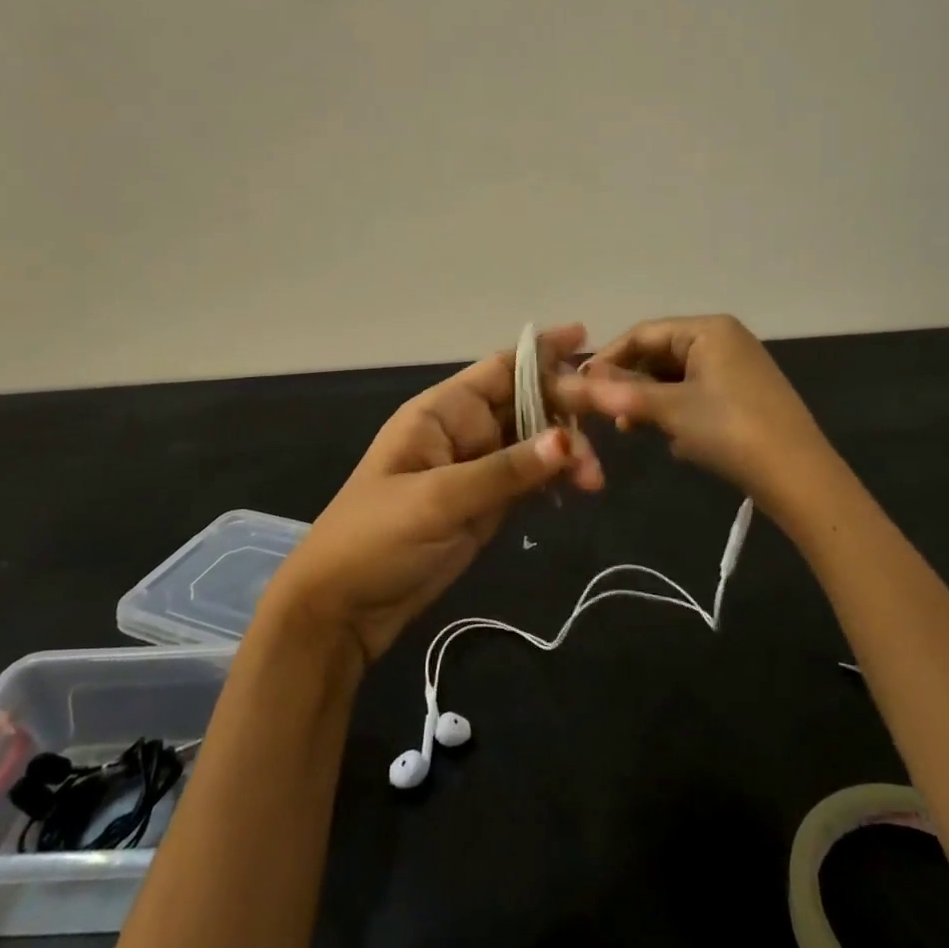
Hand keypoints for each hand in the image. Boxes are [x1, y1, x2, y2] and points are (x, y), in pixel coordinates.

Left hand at [264, 324, 602, 666]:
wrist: (343, 608)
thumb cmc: (375, 539)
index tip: (586, 339)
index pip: (500, 370)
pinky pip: (529, 479)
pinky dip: (555, 478)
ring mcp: (476, 469)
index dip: (542, 353)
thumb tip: (569, 441)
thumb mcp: (438, 499)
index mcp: (442, 413)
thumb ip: (505, 470)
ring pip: (533, 443)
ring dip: (567, 451)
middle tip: (605, 432)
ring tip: (593, 480)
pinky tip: (581, 487)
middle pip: (526, 404)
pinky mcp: (486, 505)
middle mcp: (463, 432)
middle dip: (566, 411)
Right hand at [550, 315, 828, 505]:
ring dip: (649, 400)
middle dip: (629, 381)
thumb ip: (620, 393)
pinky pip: (694, 394)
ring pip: (675, 377)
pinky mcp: (742, 397)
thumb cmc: (730, 429)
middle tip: (603, 411)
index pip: (643, 333)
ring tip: (628, 426)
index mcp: (708, 329)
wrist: (797, 476)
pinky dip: (673, 411)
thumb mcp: (671, 409)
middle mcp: (723, 340)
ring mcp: (735, 369)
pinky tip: (666, 436)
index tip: (579, 386)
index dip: (608, 358)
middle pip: (659, 353)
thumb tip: (572, 386)